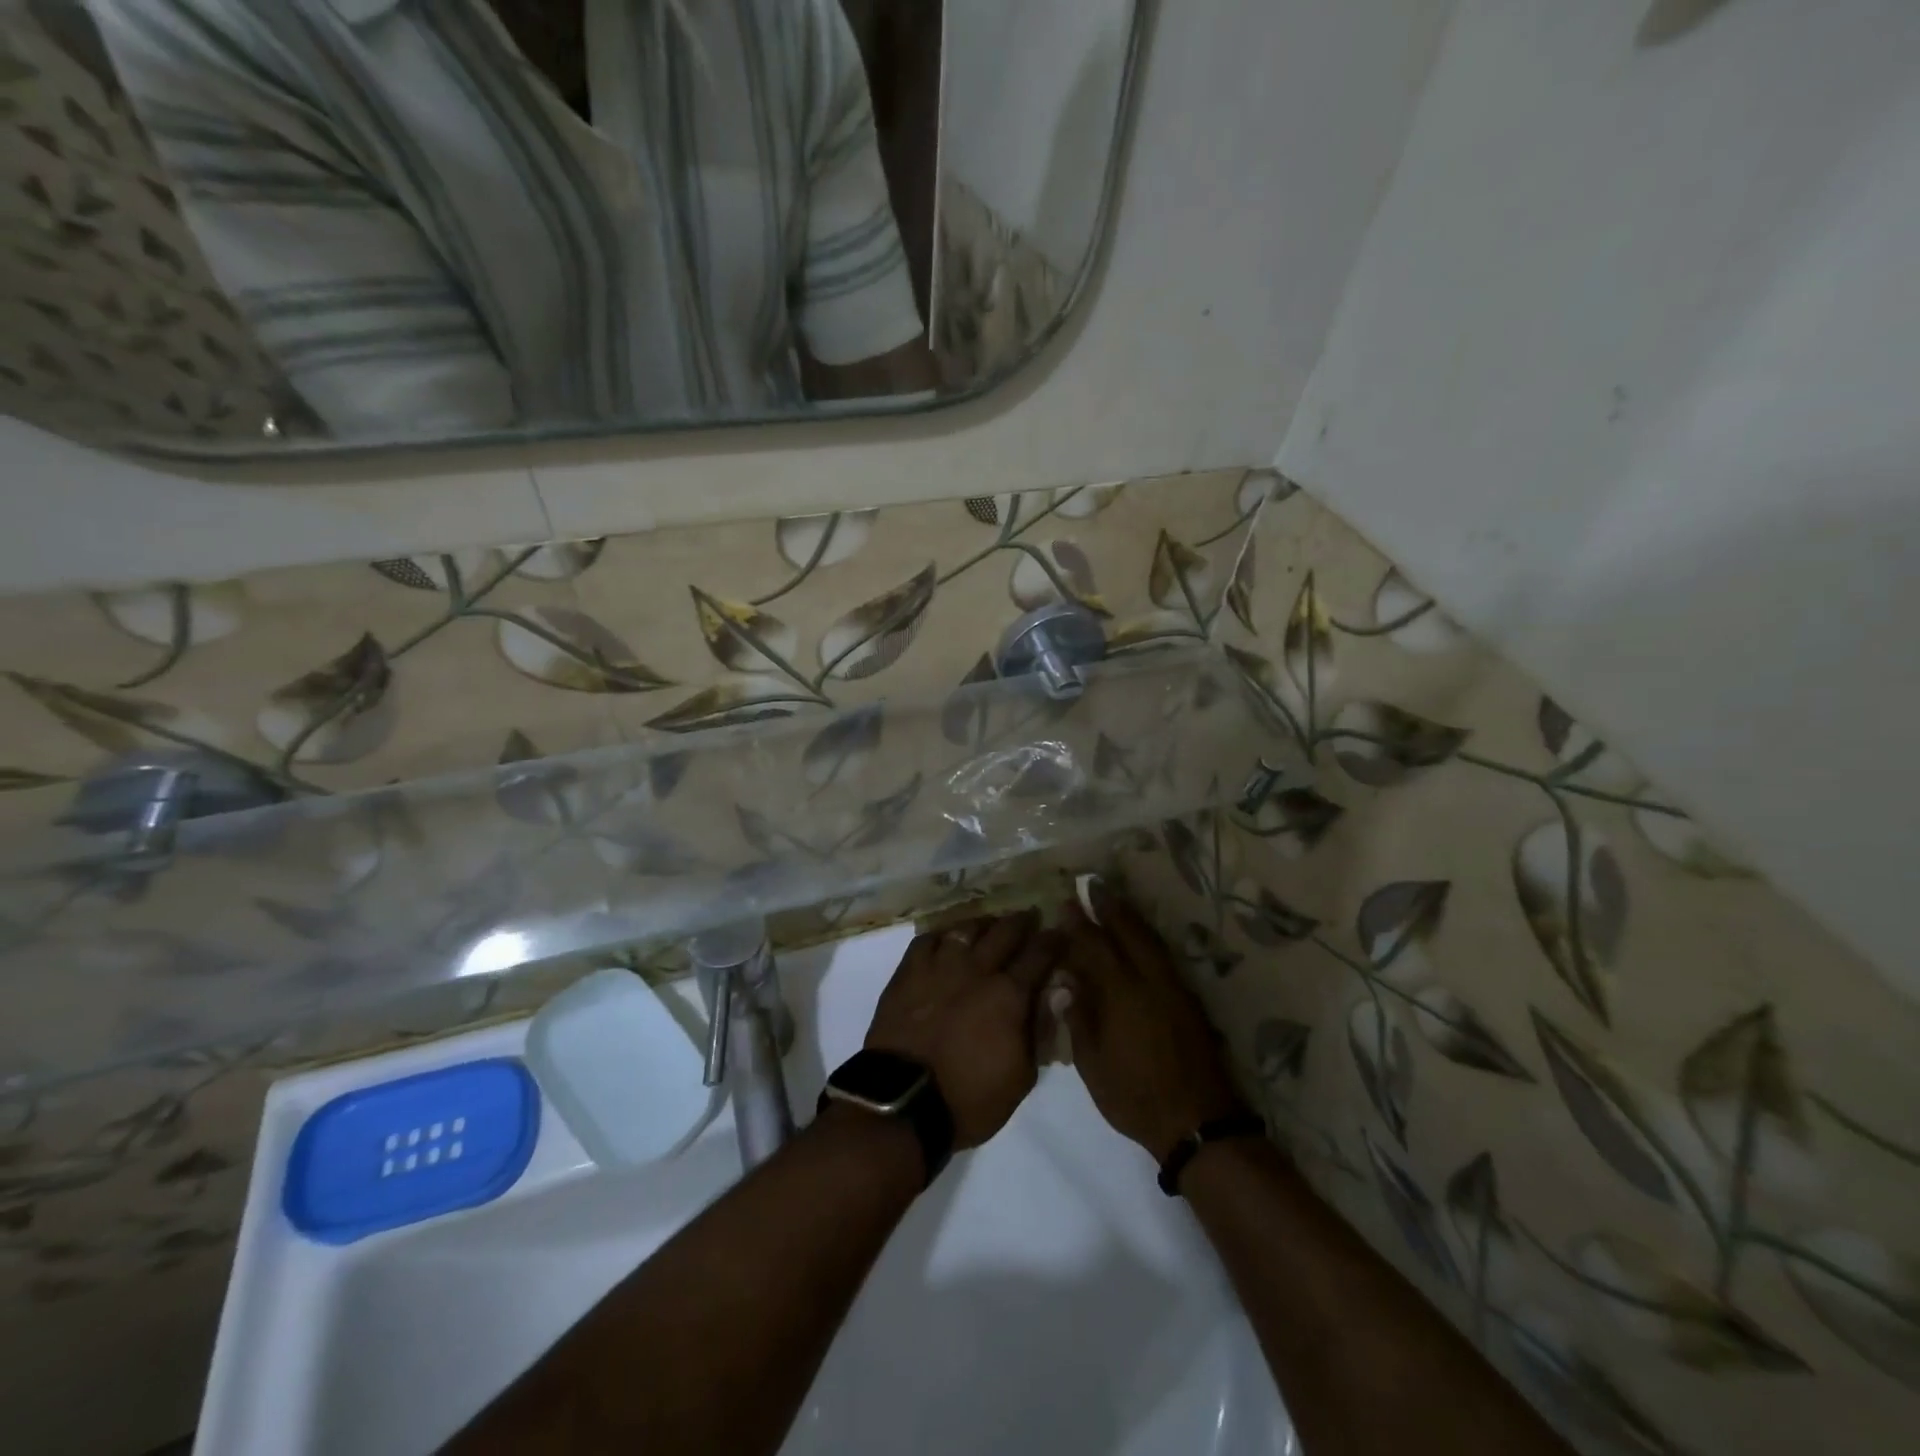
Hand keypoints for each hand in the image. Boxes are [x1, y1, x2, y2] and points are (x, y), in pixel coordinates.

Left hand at [866, 910, 1060, 1149]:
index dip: (1053, 941)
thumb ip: (1040, 1031)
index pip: (1039, 955)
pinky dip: (942, 934)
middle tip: (1030, 916)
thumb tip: (1056, 994)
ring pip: (966, 928)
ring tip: (990, 923)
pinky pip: (927, 939)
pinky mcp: (908, 972)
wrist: (903, 1102)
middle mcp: (977, 970)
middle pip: (1005, 932)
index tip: (1060, 932)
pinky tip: (947, 937)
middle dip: (1022, 921)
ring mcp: (940, 967)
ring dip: (983, 923)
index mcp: (1010, 995)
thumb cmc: (969, 1098)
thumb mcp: (1021, 1077)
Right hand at [1059, 884, 1244, 1163]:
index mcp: (1121, 994)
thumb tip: (1067, 983)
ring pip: (1150, 940)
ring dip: (1130, 917)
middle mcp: (1149, 981)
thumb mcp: (1093, 1064)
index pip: (1095, 947)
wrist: (1197, 1121)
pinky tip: (1140, 937)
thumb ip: (1079, 1018)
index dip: (1079, 924)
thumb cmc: (1134, 1096)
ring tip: (1114, 900)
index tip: (1066, 902)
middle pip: (1128, 932)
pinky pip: (1163, 955)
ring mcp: (1173, 988)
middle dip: (1109, 906)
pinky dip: (1147, 938)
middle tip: (1093, 883)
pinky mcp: (1189, 1000)